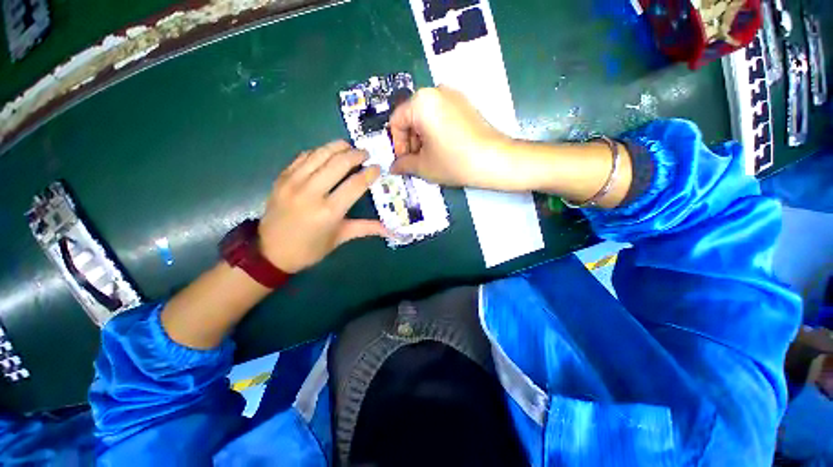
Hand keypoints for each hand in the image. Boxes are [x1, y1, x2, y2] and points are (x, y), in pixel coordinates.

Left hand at [258, 141, 387, 272]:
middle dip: (356, 154)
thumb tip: (391, 230)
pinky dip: (318, 151)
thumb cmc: (310, 248)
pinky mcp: (282, 177)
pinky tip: (327, 153)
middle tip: (366, 153)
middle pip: (338, 163)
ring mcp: (293, 182)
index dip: (370, 173)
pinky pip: (303, 157)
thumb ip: (366, 228)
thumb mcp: (340, 238)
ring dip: (337, 147)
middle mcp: (311, 192)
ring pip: (320, 154)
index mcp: (329, 211)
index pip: (355, 184)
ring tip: (349, 147)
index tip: (378, 168)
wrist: (270, 252)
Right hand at [389, 86, 513, 188]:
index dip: (397, 145)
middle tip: (415, 162)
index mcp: (421, 102)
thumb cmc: (454, 162)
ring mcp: (454, 96)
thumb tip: (393, 167)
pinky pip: (441, 115)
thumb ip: (404, 164)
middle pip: (412, 117)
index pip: (397, 122)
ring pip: (426, 117)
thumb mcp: (424, 166)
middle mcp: (436, 91)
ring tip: (429, 158)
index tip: (403, 162)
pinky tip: (442, 149)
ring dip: (422, 138)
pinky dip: (435, 132)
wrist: (494, 160)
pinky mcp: (466, 104)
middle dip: (410, 142)